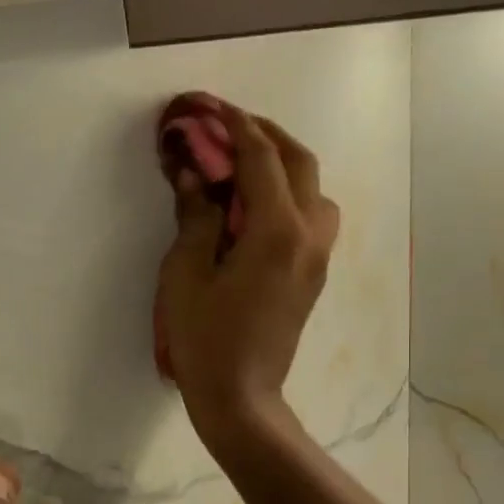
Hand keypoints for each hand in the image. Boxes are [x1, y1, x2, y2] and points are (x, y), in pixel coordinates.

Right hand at [156, 94, 339, 451]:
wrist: (240, 396)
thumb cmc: (205, 338)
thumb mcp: (186, 273)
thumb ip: (195, 215)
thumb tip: (193, 172)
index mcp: (277, 230)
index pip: (261, 158)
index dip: (234, 126)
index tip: (209, 106)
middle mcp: (309, 235)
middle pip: (299, 163)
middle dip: (266, 135)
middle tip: (229, 126)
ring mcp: (317, 257)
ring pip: (315, 190)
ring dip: (285, 165)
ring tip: (247, 165)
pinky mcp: (313, 275)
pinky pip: (313, 217)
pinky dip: (291, 194)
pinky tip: (259, 205)